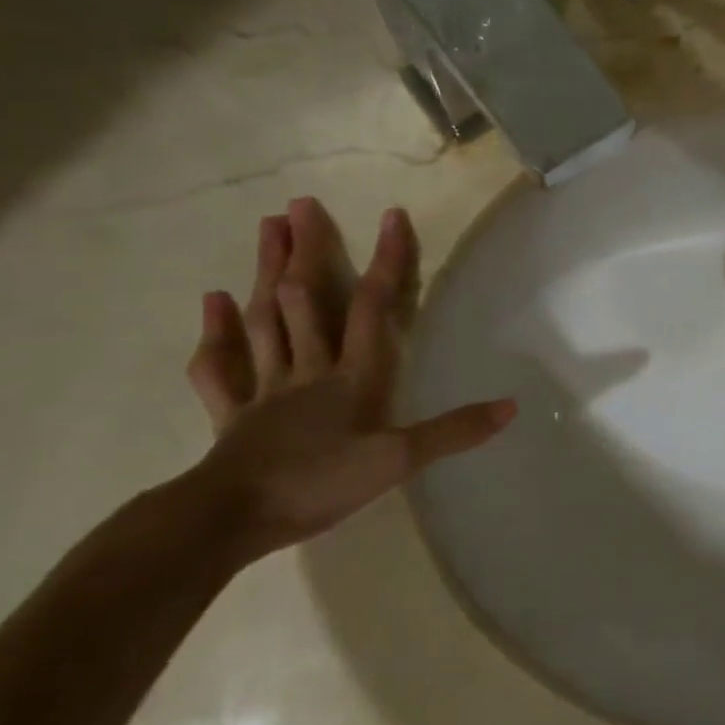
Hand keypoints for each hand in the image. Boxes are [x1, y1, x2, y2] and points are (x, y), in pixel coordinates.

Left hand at [182, 197, 514, 562]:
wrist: (230, 519)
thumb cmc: (319, 484)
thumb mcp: (398, 461)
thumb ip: (453, 432)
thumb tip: (511, 407)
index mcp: (350, 376)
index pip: (372, 308)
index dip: (386, 262)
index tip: (391, 216)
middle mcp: (307, 370)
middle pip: (305, 300)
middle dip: (305, 252)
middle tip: (298, 205)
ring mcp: (265, 389)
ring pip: (265, 320)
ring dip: (266, 274)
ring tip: (266, 228)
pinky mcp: (232, 414)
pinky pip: (220, 367)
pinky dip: (217, 333)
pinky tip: (213, 302)